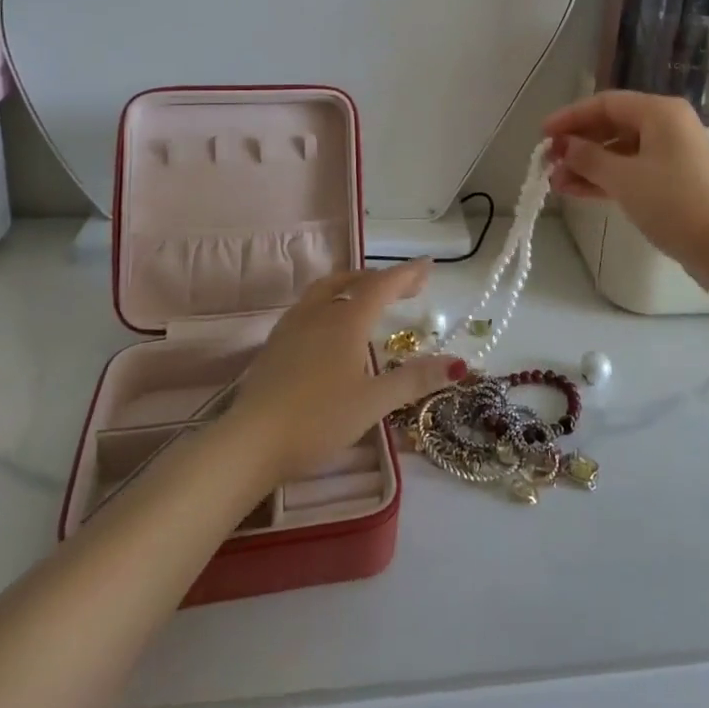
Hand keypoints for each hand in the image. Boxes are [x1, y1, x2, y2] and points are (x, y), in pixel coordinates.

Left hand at [229, 260, 464, 485]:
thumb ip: (414, 379)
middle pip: (354, 282)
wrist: (250, 441)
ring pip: (327, 290)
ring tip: (368, 295)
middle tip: (408, 287)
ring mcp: (292, 326)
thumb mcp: (373, 402)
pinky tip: (330, 326)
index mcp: (346, 320)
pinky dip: (331, 301)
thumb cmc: (318, 419)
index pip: (382, 285)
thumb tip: (458, 363)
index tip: (428, 266)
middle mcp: (319, 313)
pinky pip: (310, 306)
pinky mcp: (275, 344)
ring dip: (353, 285)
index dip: (407, 274)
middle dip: (384, 280)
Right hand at [544, 91, 708, 265]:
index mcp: (659, 112)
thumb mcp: (623, 178)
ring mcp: (672, 155)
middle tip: (547, 163)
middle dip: (578, 144)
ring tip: (556, 184)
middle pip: (613, 125)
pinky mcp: (674, 181)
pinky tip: (578, 191)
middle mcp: (667, 126)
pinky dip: (606, 179)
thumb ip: (588, 158)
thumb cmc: (673, 202)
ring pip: (620, 151)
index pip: (605, 103)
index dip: (570, 117)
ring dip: (588, 165)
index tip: (542, 135)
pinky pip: (632, 170)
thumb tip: (564, 146)